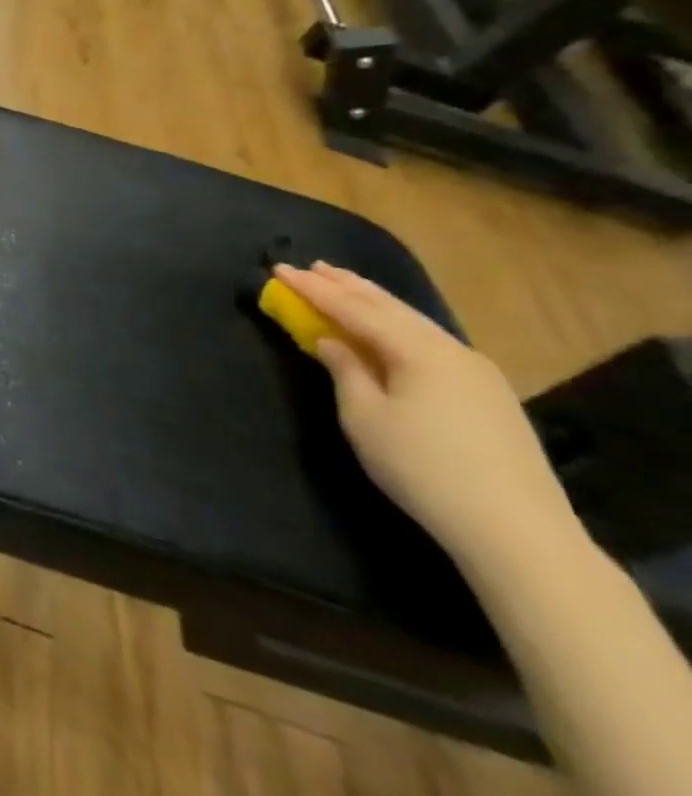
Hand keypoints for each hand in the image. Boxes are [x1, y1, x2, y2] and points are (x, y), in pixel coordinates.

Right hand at [276, 262, 578, 566]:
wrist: (515, 529)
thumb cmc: (422, 467)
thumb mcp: (365, 418)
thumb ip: (345, 371)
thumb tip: (331, 342)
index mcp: (418, 351)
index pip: (354, 309)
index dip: (314, 289)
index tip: (279, 269)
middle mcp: (451, 350)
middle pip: (391, 308)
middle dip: (349, 286)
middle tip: (313, 267)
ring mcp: (477, 372)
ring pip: (415, 323)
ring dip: (375, 302)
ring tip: (345, 286)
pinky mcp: (489, 394)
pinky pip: (432, 343)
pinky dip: (399, 326)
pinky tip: (391, 329)